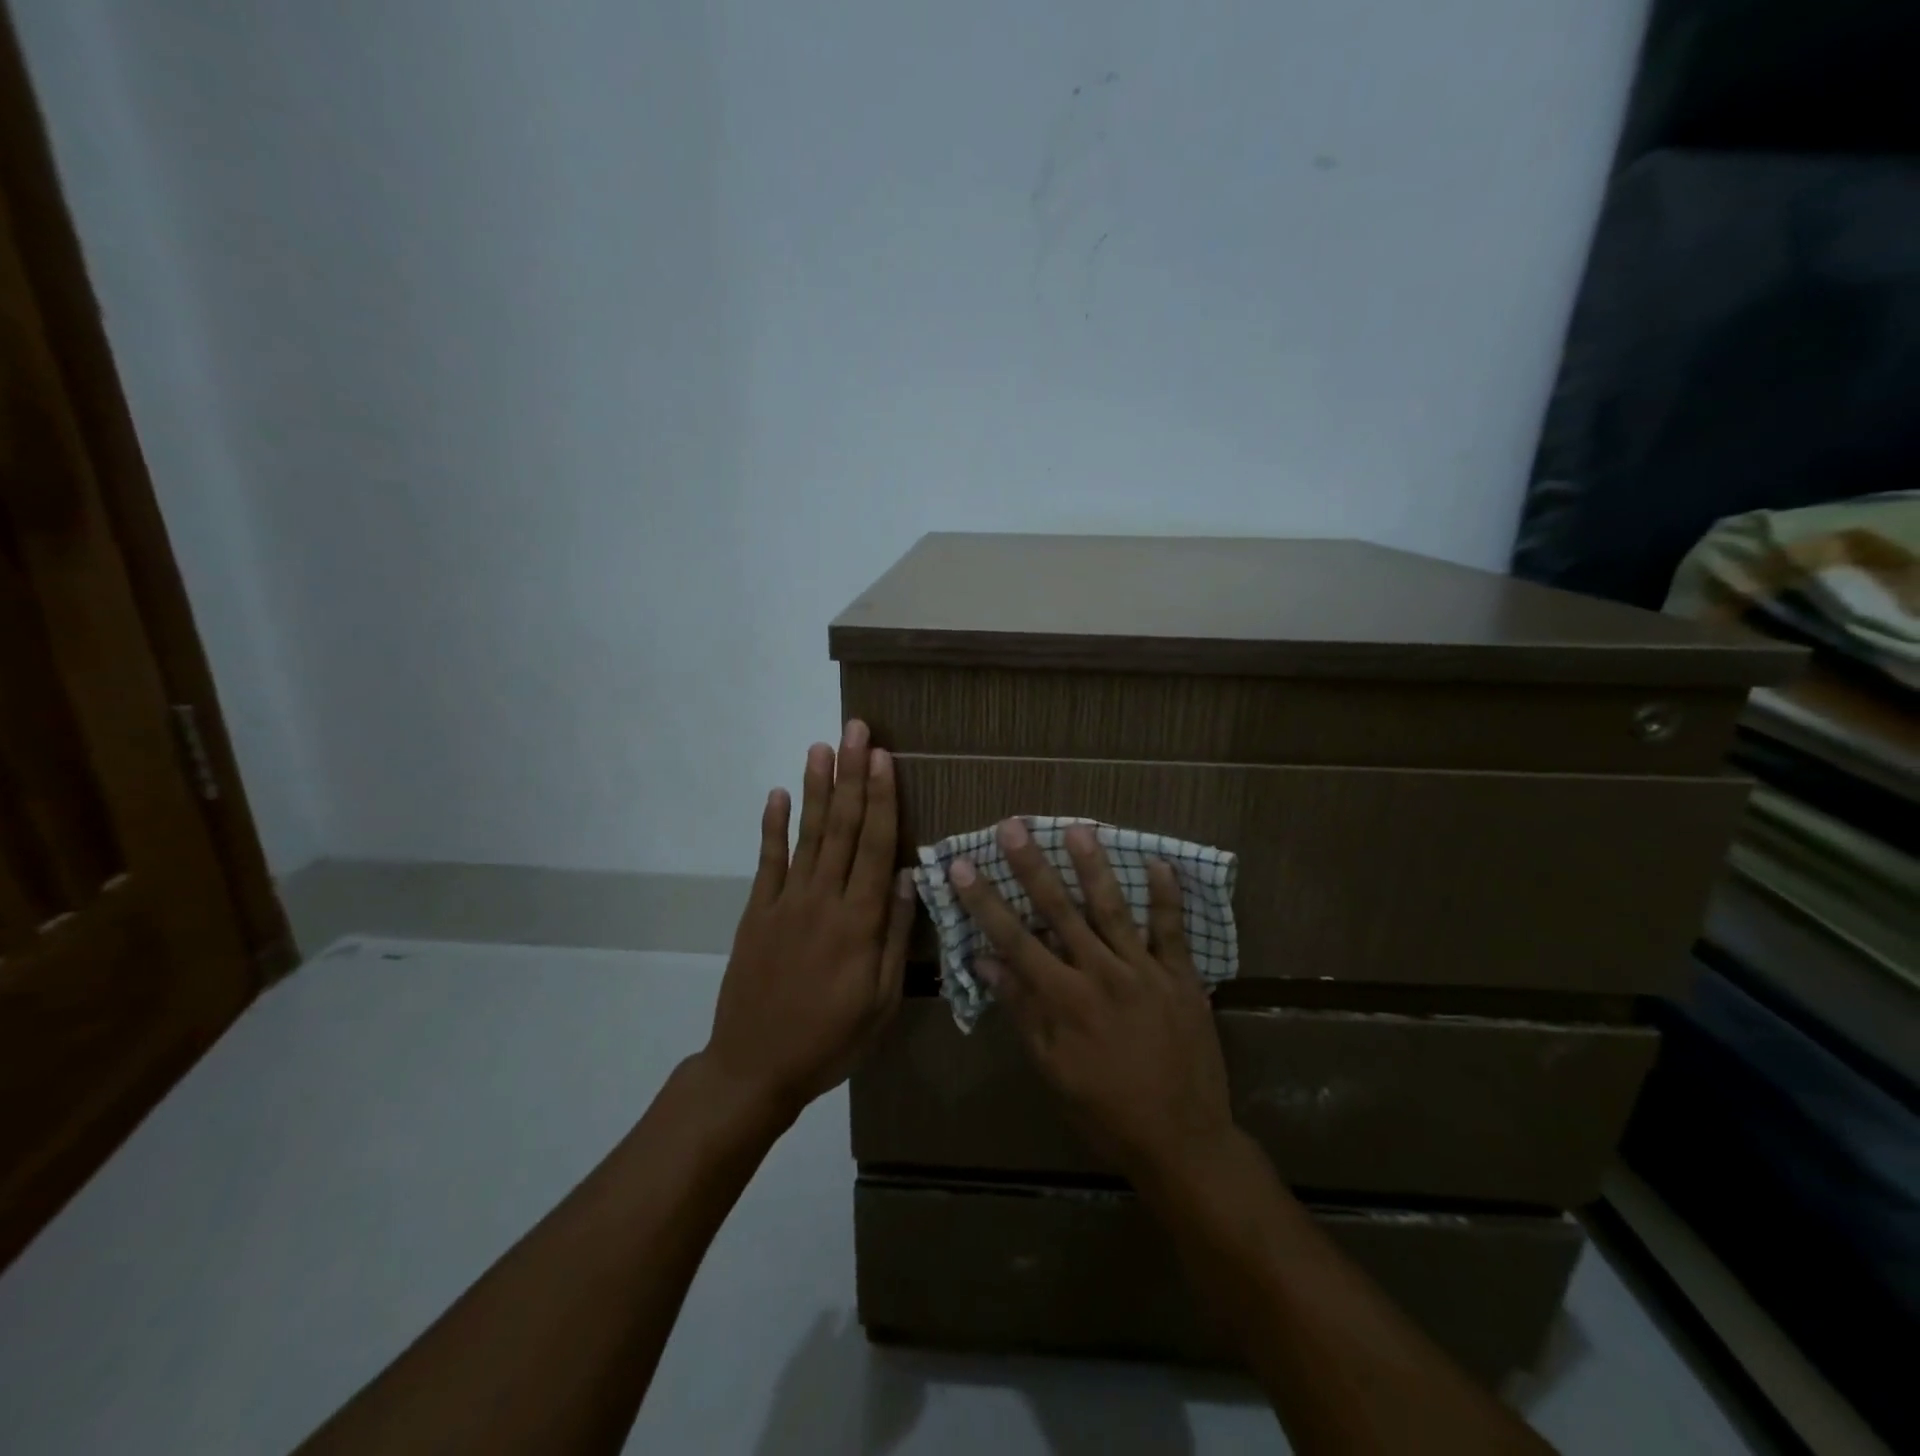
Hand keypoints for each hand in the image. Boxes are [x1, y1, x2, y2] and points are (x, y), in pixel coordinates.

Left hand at [703, 720, 915, 1122]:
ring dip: (816, 788)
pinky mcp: (757, 911)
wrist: (754, 1067)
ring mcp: (785, 902)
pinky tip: (779, 794)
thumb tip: (911, 876)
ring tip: (822, 747)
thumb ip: (896, 936)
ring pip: (807, 834)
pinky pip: (767, 861)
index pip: (876, 846)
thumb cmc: (831, 1039)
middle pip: (842, 827)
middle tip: (857, 730)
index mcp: (859, 922)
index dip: (882, 798)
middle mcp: (823, 899)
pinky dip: (773, 825)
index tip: (884, 757)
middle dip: (852, 775)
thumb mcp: (882, 1001)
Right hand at [948, 820, 1239, 1185]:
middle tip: (1013, 826)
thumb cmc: (1107, 1110)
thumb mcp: (1053, 1069)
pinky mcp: (1182, 977)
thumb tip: (987, 961)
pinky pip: (1172, 930)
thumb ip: (1022, 1010)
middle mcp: (1101, 974)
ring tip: (1078, 829)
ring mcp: (1145, 972)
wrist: (1183, 1140)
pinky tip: (1160, 862)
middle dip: (1032, 866)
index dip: (985, 901)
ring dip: (1093, 867)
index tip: (963, 865)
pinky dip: (1166, 897)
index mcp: (1064, 999)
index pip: (1014, 939)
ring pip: (1112, 909)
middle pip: (1059, 911)